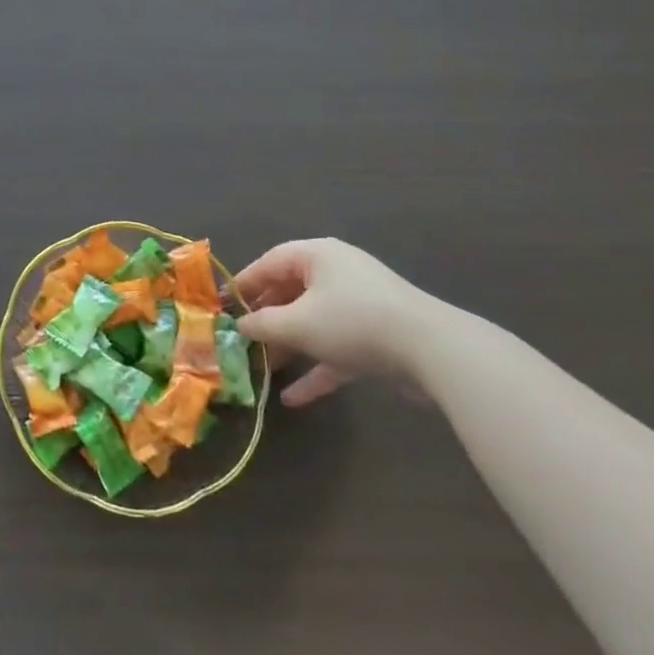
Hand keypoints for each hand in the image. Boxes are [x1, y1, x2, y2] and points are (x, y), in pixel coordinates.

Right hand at [234, 239, 439, 405]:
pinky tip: (293, 398)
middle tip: (240, 340)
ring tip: (262, 370)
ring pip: (312, 323)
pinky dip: (316, 368)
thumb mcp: (297, 324)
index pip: (269, 262)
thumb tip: (238, 326)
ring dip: (288, 347)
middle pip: (290, 293)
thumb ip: (262, 325)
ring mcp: (359, 305)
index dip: (244, 284)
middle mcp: (336, 273)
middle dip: (265, 320)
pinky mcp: (377, 337)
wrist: (432, 350)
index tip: (221, 306)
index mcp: (316, 256)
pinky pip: (336, 349)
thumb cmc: (352, 322)